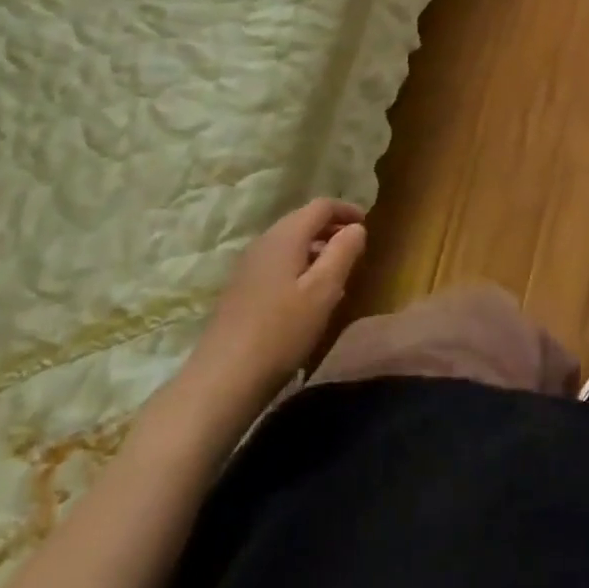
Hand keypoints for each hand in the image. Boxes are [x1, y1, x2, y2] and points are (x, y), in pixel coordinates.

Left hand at [177, 197, 368, 417]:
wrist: (221, 380)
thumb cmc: (281, 332)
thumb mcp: (324, 291)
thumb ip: (343, 252)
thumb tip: (356, 227)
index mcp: (285, 236)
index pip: (321, 206)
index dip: (346, 210)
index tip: (367, 224)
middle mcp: (263, 242)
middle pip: (302, 221)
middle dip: (331, 228)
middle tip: (355, 248)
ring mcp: (247, 266)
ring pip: (289, 243)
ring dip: (315, 249)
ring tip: (337, 273)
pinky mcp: (240, 290)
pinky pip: (277, 263)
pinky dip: (299, 266)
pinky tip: (307, 295)